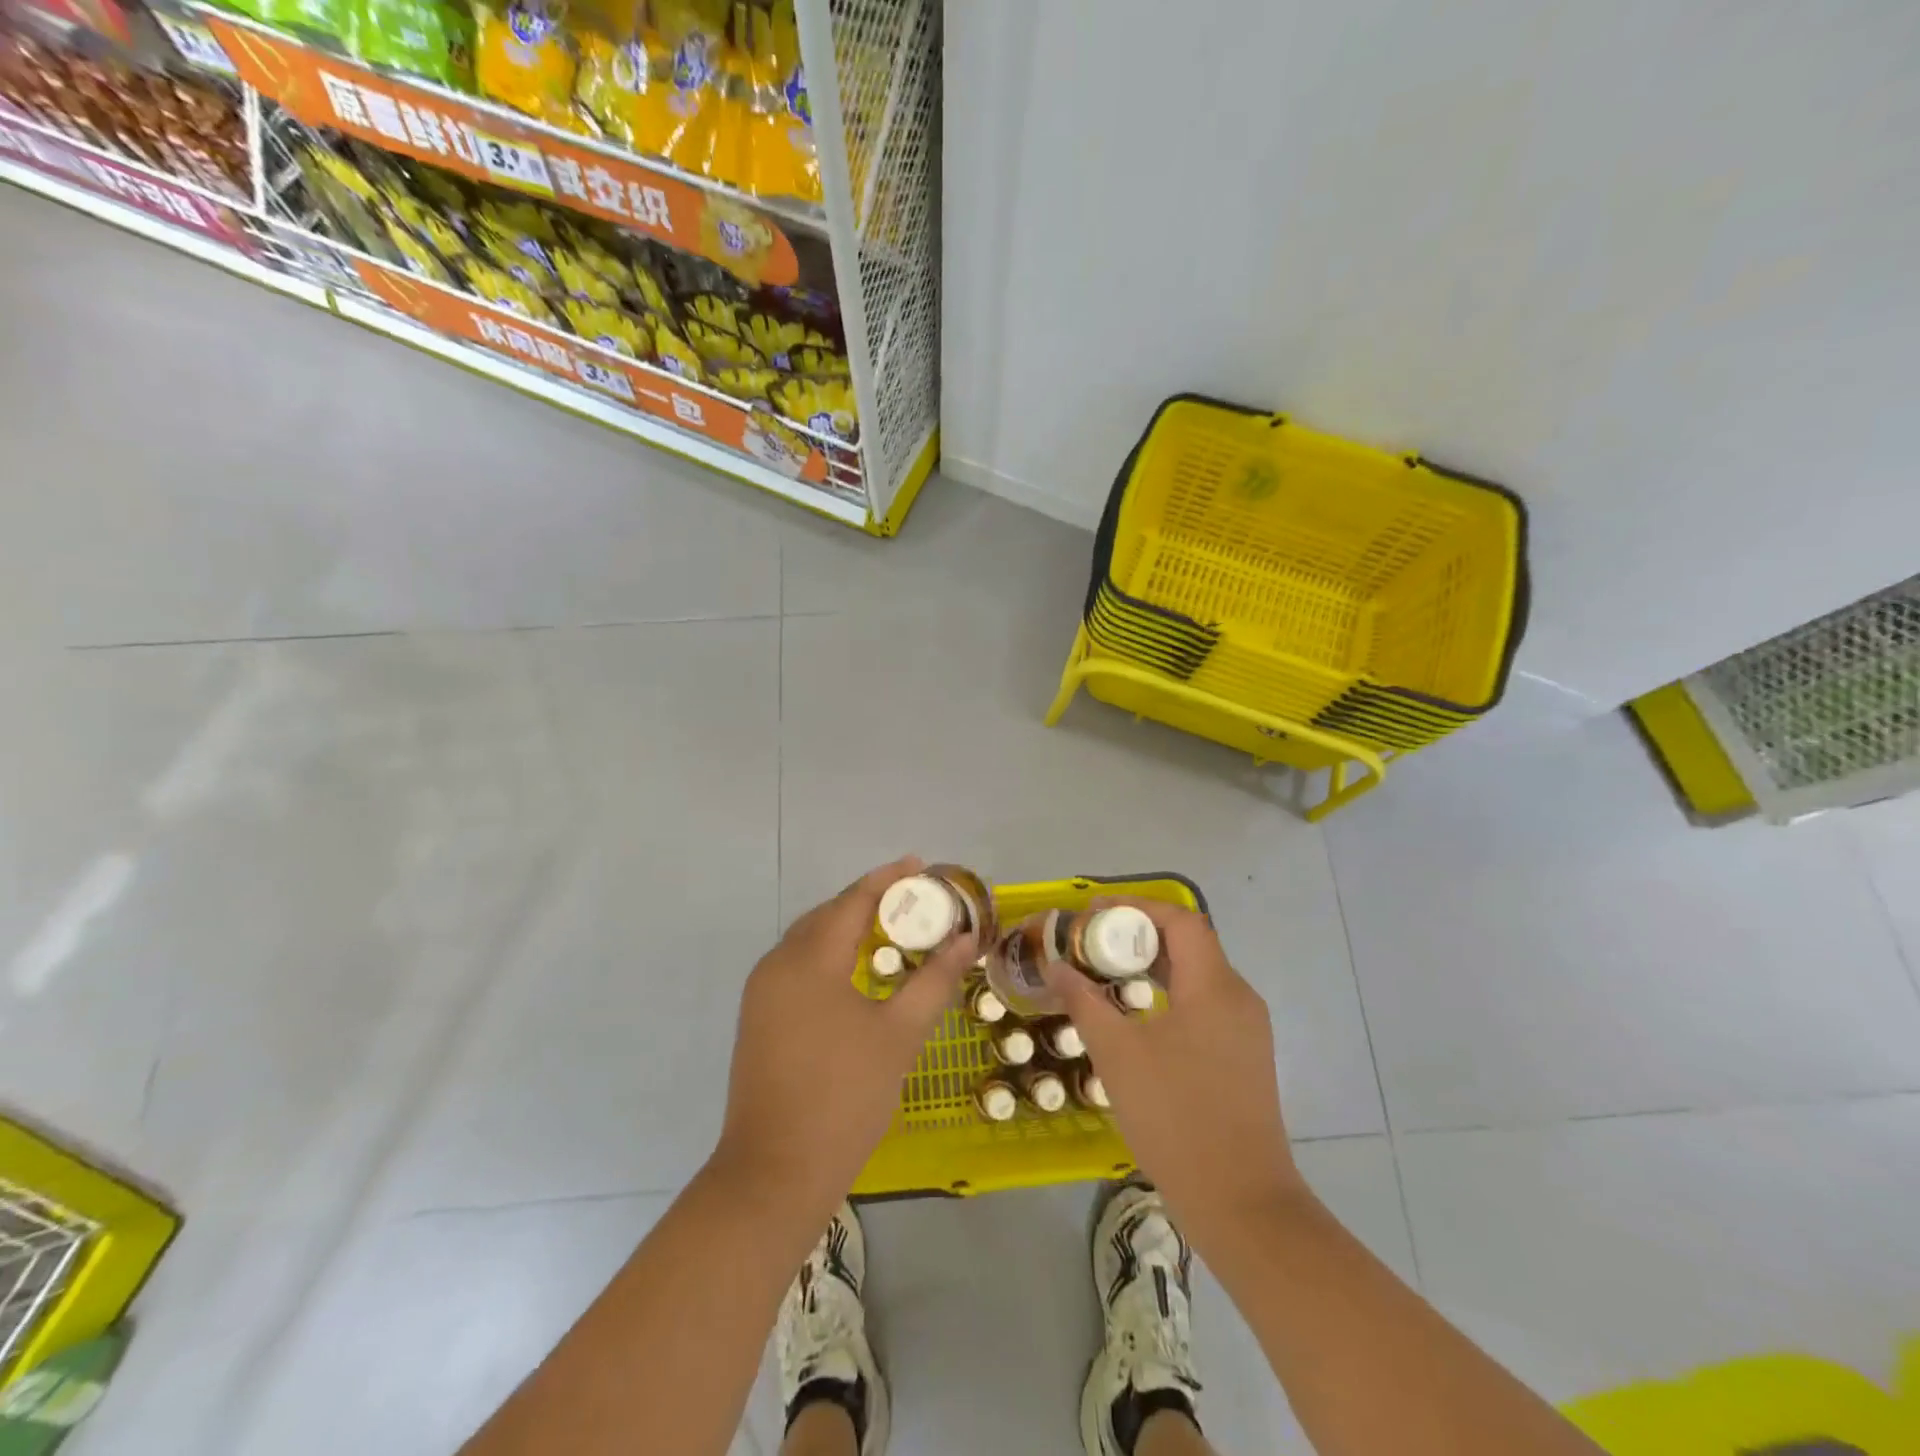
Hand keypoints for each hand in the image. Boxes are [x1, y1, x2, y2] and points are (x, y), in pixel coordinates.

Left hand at [710, 856, 975, 1221]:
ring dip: (848, 927)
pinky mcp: (759, 1018)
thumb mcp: (899, 1035)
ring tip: (891, 927)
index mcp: (808, 960)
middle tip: (913, 899)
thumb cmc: (845, 1097)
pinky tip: (857, 970)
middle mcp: (777, 964)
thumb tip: (966, 939)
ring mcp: (762, 993)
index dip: (888, 879)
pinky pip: (798, 967)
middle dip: (869, 900)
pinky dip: (830, 955)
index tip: (920, 865)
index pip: (853, 901)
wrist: (775, 1173)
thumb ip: (934, 980)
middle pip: (827, 915)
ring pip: (809, 941)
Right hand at [1043, 901, 1306, 1249]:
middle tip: (1092, 942)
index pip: (1180, 920)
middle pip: (1189, 943)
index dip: (1136, 907)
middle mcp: (1238, 998)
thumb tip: (1056, 966)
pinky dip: (1169, 993)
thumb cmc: (1176, 1118)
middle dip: (1139, 934)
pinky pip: (1204, 1004)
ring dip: (1153, 965)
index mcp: (1215, 986)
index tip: (1093, 913)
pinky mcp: (1244, 1057)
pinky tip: (1137, 1015)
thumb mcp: (1117, 1055)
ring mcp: (1246, 1030)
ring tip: (1106, 972)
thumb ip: (1084, 1002)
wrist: (1241, 1204)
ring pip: (1197, 975)